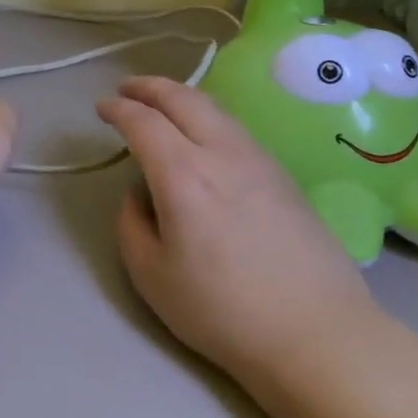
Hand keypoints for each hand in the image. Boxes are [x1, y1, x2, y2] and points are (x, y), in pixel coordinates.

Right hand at [97, 76, 382, 390]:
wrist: (315, 331)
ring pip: (214, 108)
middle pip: (182, 98)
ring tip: (163, 105)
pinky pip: (235, 127)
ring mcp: (258, 159)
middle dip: (149, 86)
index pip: (143, 122)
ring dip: (181, 97)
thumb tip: (140, 194)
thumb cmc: (223, 310)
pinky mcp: (283, 174)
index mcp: (182, 174)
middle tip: (127, 88)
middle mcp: (221, 152)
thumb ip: (132, 224)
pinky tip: (204, 135)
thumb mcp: (151, 276)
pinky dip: (208, 116)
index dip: (118, 109)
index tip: (102, 108)